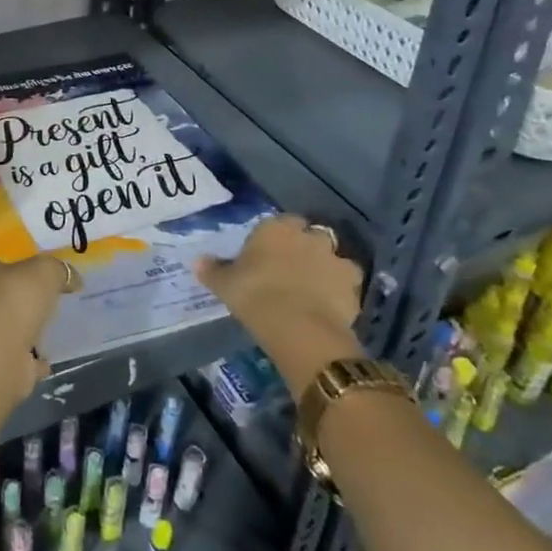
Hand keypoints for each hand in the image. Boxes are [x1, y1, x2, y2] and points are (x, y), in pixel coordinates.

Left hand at [0, 256, 78, 401]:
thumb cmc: (12, 299)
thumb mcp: (44, 270)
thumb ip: (57, 270)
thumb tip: (71, 278)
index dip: (21, 268)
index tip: (44, 278)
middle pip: (1, 298)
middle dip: (23, 302)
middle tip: (51, 305)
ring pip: (7, 330)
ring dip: (26, 332)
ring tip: (53, 332)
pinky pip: (17, 360)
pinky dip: (31, 361)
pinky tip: (49, 361)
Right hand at [197, 215, 365, 393]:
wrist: (299, 328)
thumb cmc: (255, 295)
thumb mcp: (225, 284)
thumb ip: (213, 270)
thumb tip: (197, 261)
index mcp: (276, 227)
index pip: (280, 222)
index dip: (276, 238)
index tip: (267, 256)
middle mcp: (309, 236)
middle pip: (309, 236)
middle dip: (304, 249)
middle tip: (290, 272)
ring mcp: (335, 259)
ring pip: (332, 258)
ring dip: (326, 269)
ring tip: (312, 291)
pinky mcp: (354, 286)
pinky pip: (346, 284)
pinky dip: (340, 292)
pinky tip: (328, 307)